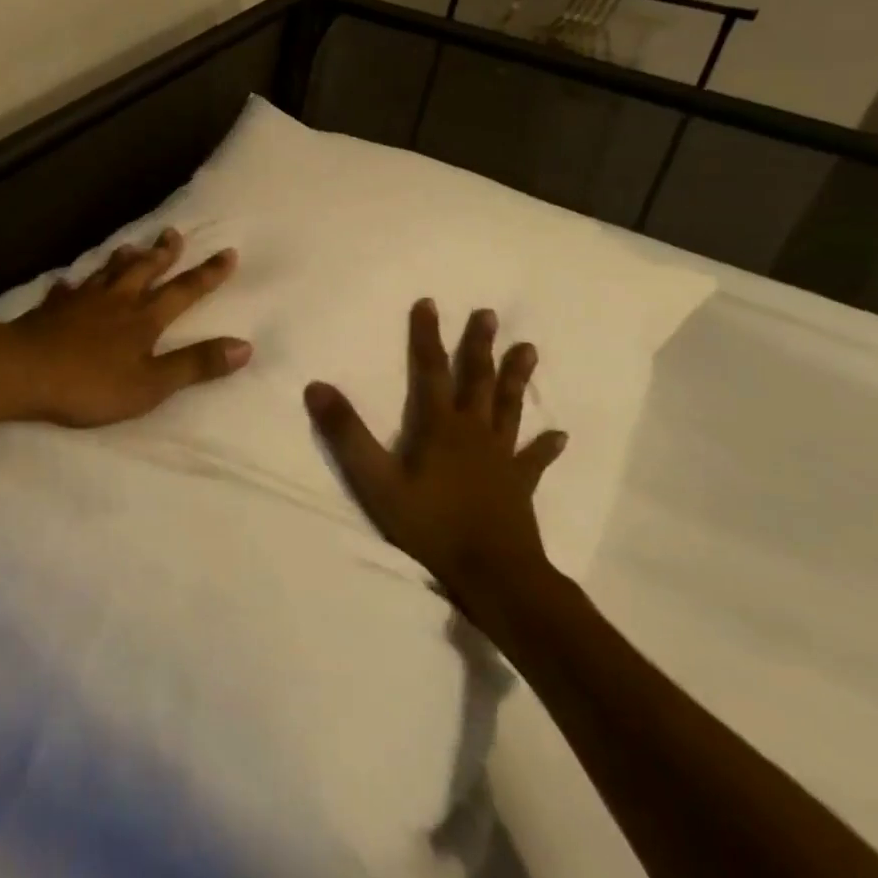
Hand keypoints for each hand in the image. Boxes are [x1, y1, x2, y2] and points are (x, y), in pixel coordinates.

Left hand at [0, 228, 251, 427]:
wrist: (23, 371)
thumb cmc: (90, 383)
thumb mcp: (151, 384)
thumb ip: (195, 365)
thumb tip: (245, 346)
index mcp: (144, 318)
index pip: (184, 291)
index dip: (208, 274)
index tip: (227, 252)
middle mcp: (117, 300)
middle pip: (145, 270)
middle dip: (164, 253)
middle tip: (174, 233)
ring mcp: (81, 301)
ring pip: (108, 272)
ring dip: (124, 259)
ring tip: (132, 246)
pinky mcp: (52, 309)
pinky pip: (67, 290)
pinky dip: (74, 284)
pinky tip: (70, 282)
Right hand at [304, 299, 567, 603]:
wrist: (493, 574)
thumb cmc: (431, 525)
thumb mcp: (376, 481)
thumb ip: (347, 434)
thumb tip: (317, 386)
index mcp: (440, 427)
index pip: (431, 370)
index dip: (427, 336)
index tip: (429, 303)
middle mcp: (474, 432)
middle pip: (477, 380)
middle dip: (479, 346)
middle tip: (489, 314)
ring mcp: (501, 458)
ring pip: (509, 408)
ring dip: (516, 378)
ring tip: (529, 349)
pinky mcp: (519, 485)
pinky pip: (534, 460)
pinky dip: (546, 447)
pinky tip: (561, 435)